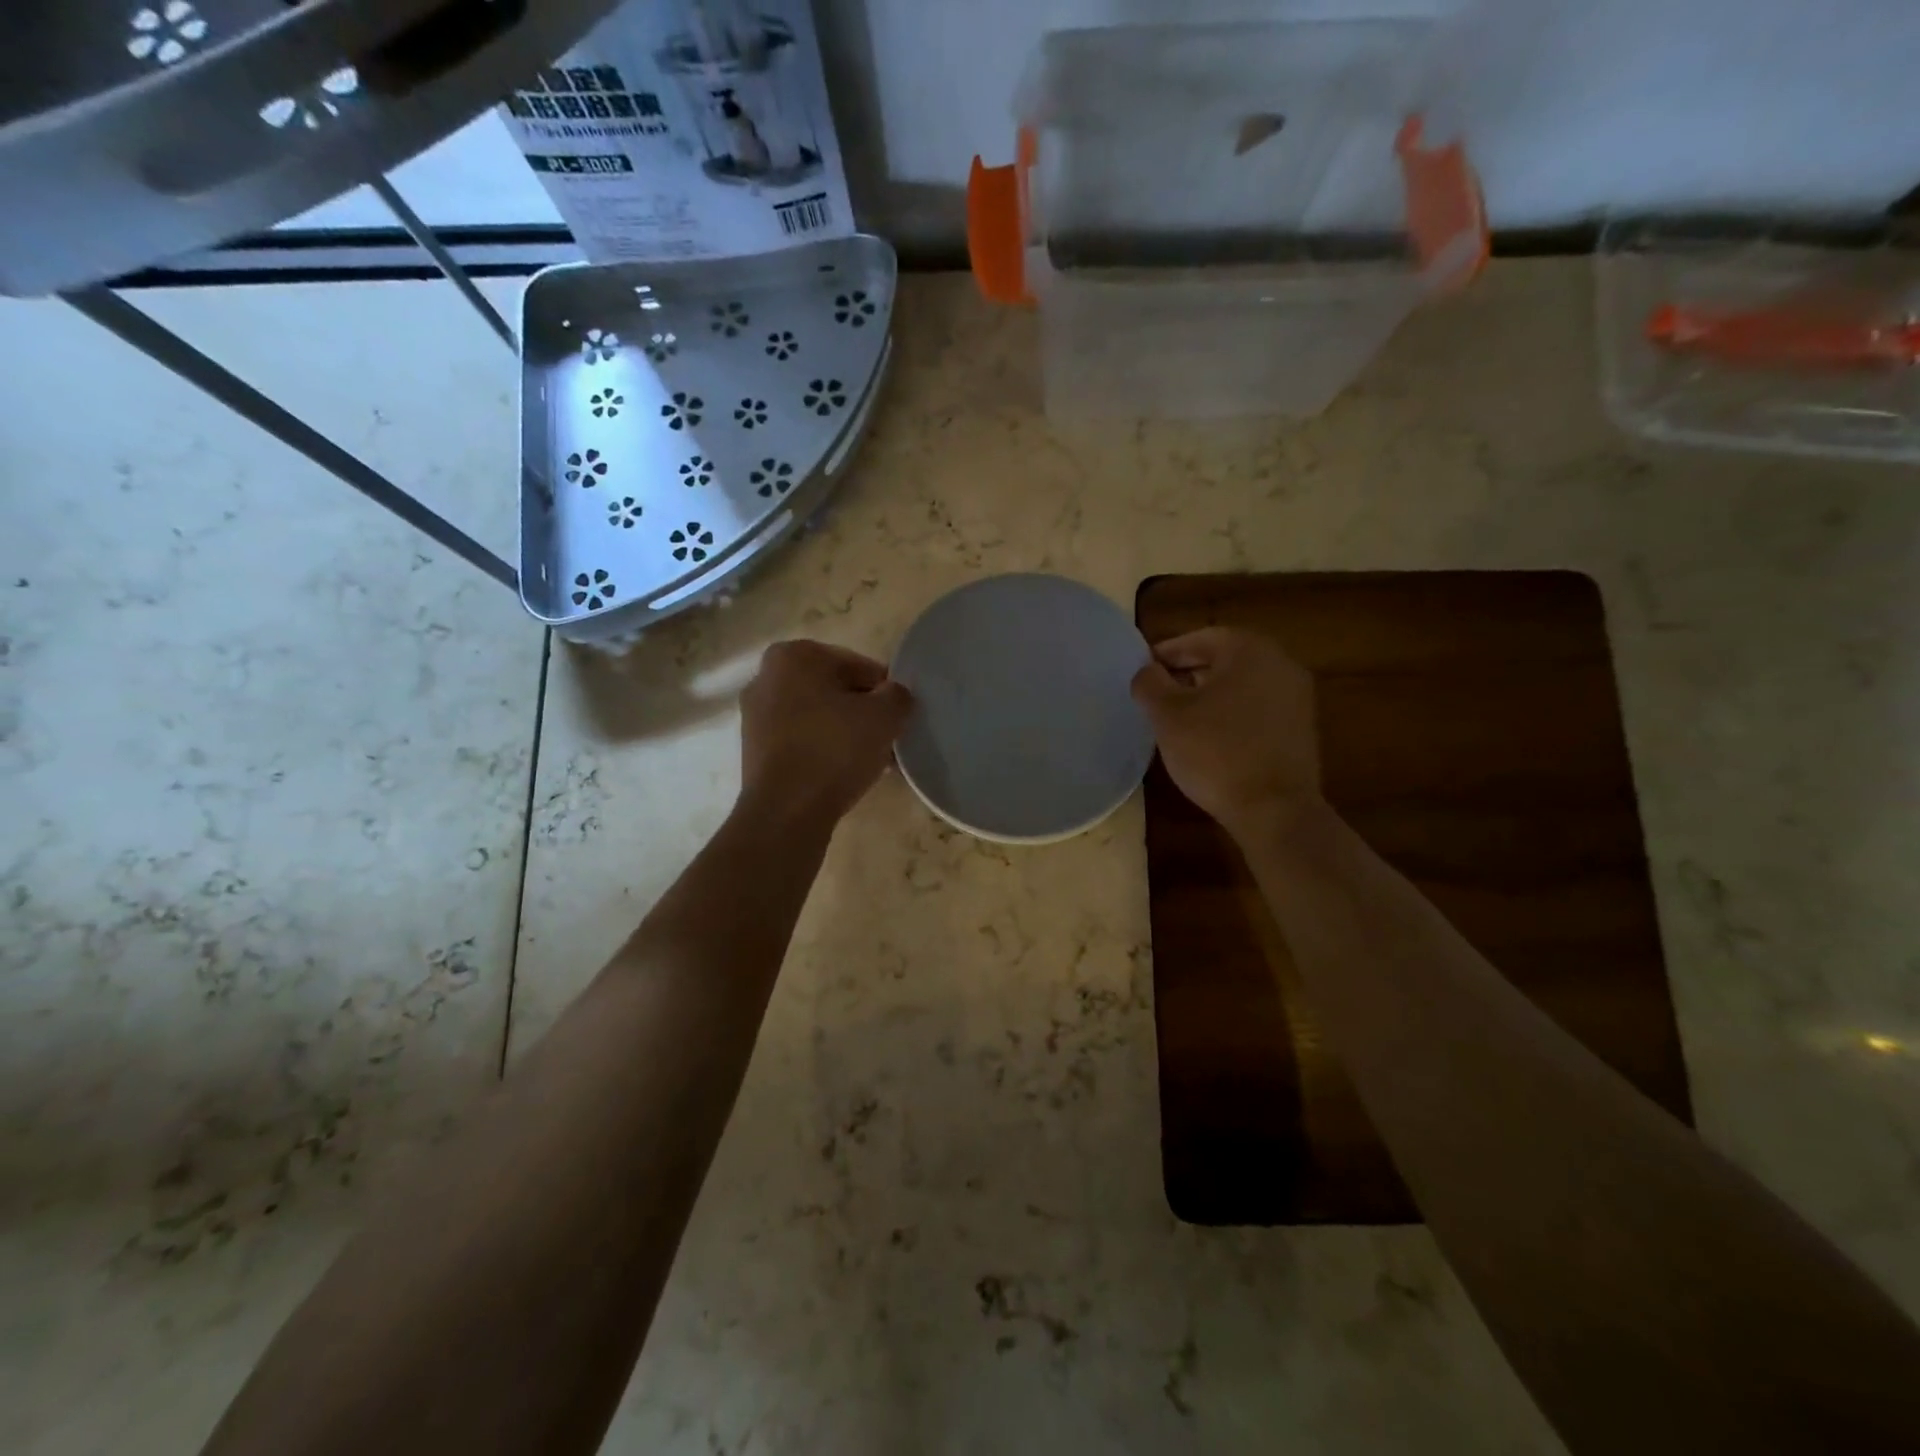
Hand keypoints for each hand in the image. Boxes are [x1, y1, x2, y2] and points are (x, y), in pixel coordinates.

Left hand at [739, 640, 912, 826]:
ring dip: (846, 733)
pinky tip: (845, 774)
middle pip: (834, 690)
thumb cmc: (835, 750)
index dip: (885, 692)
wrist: (786, 811)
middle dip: (863, 712)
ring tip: (872, 761)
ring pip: (818, 717)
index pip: (858, 666)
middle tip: (888, 740)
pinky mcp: (754, 750)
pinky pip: (801, 741)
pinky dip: (824, 751)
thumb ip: (898, 695)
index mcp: (794, 655)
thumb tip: (895, 695)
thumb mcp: (884, 716)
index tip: (899, 718)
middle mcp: (766, 677)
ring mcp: (755, 715)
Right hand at [1131, 627, 1320, 843]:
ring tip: (1178, 716)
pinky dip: (1231, 712)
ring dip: (1209, 693)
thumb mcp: (1167, 715)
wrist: (1274, 809)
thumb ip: (1150, 683)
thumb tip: (1147, 671)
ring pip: (1241, 684)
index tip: (1143, 670)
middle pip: (1224, 658)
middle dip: (1188, 672)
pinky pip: (1257, 707)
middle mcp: (1280, 663)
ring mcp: (1296, 696)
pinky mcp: (1300, 728)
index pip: (1200, 638)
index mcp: (1249, 650)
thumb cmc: (1215, 752)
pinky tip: (1209, 736)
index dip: (1167, 652)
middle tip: (1157, 692)